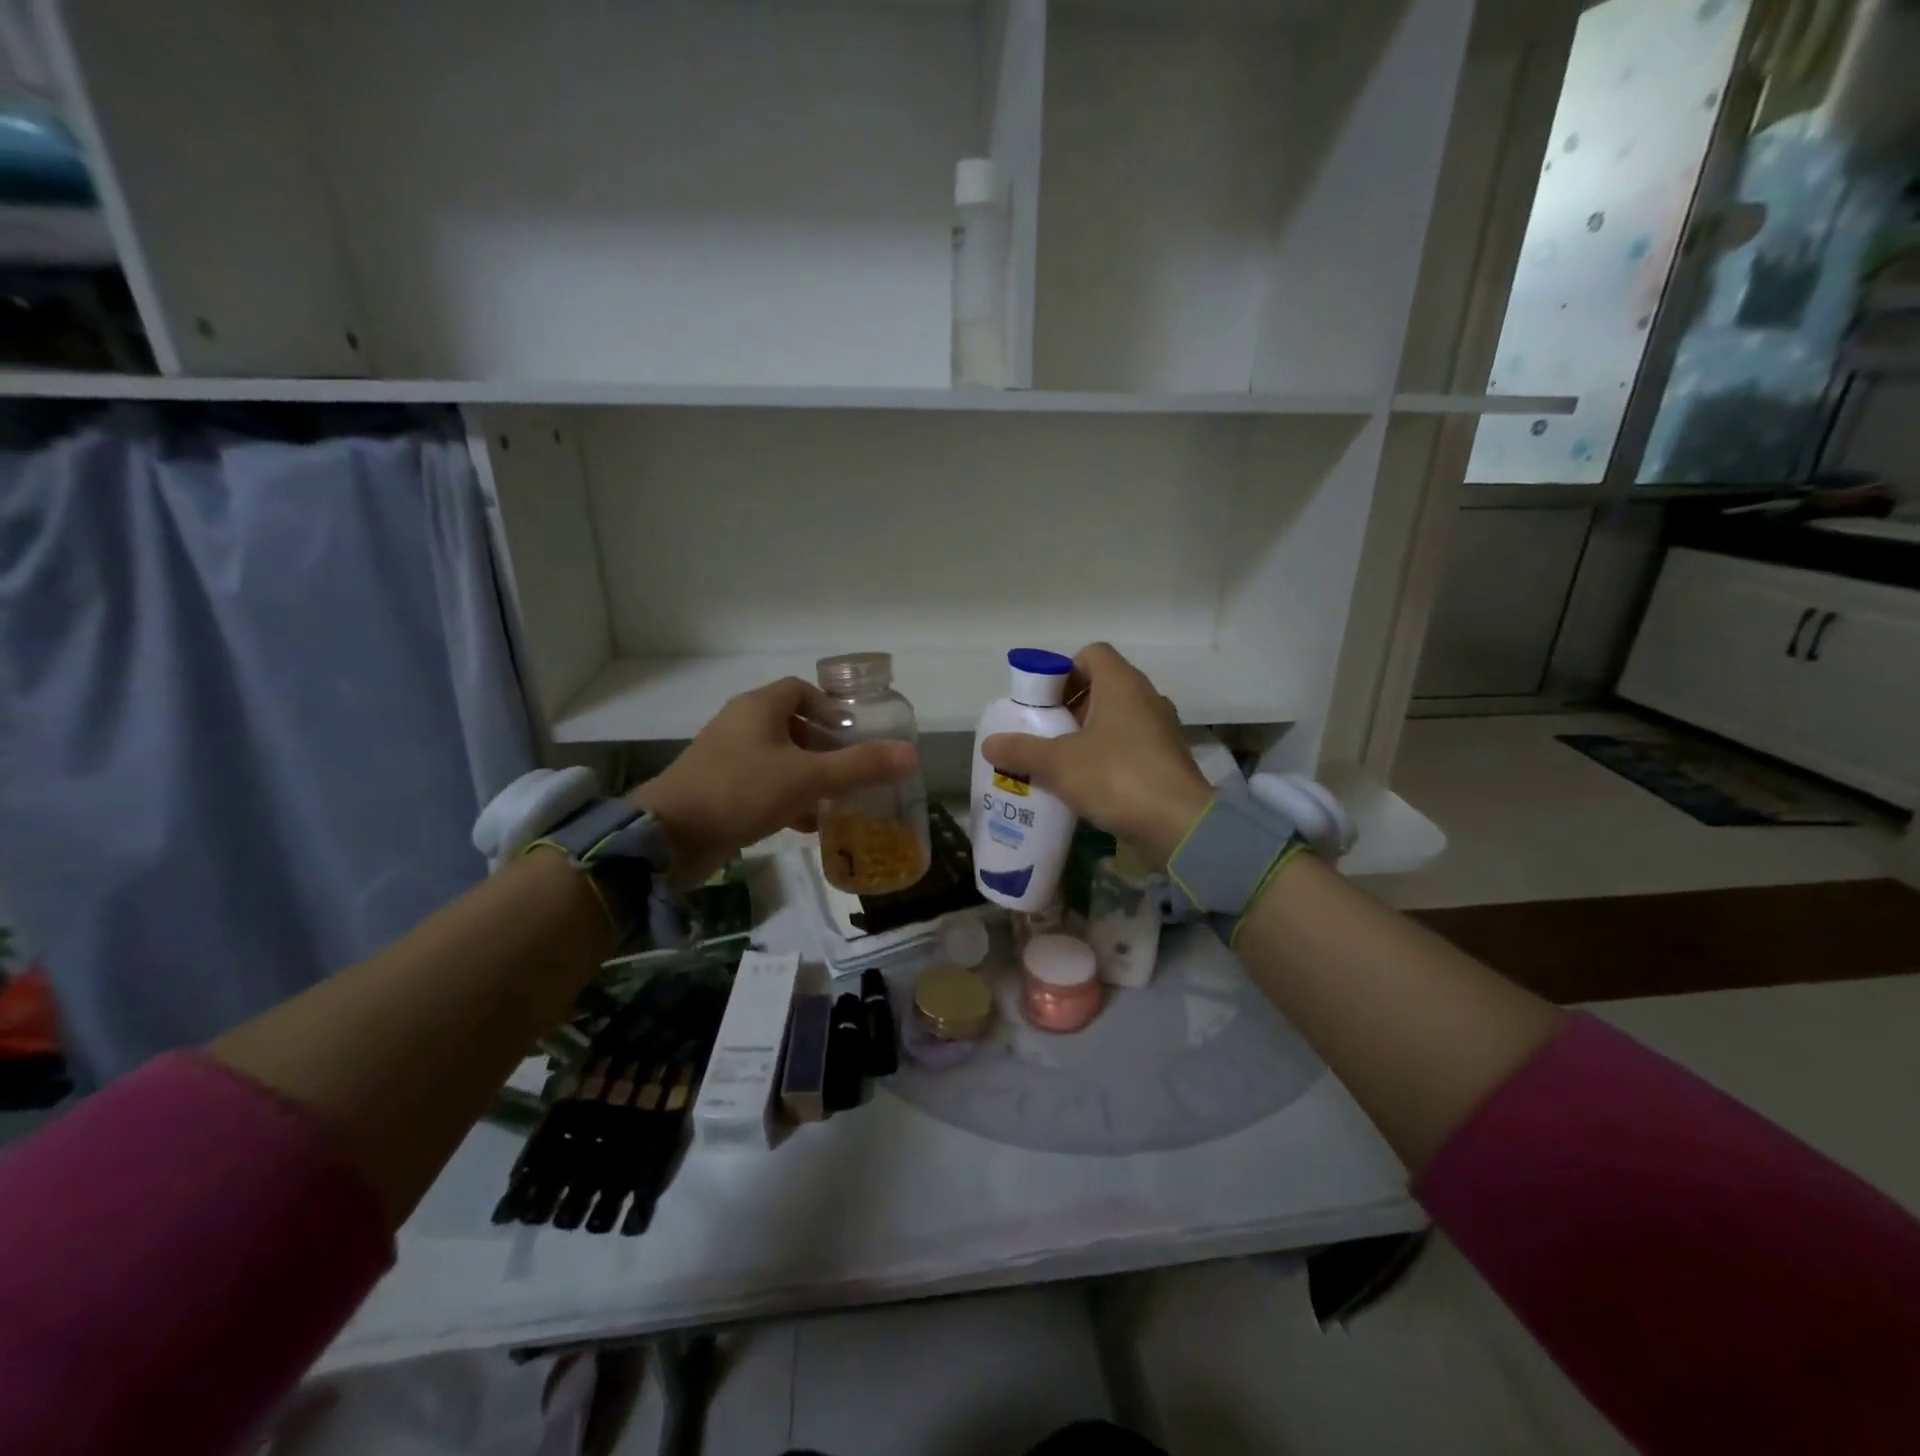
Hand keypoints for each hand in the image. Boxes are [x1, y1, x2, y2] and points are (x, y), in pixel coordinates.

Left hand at [631, 677, 916, 884]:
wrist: (669, 837)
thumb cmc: (740, 792)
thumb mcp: (807, 778)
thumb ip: (859, 766)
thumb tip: (911, 755)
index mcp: (759, 708)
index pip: (800, 690)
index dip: (830, 707)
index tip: (853, 734)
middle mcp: (740, 725)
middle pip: (791, 725)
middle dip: (824, 747)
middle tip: (851, 770)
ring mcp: (725, 758)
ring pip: (778, 758)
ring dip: (807, 776)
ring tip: (835, 800)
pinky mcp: (718, 789)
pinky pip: (761, 784)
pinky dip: (785, 798)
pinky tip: (804, 824)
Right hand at [980, 643, 1212, 864]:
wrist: (1179, 825)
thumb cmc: (1116, 777)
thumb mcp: (1058, 763)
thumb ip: (1021, 750)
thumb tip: (988, 743)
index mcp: (1122, 684)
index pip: (1091, 654)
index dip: (1063, 670)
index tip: (1043, 700)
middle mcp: (1146, 698)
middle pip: (1102, 687)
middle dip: (1069, 706)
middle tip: (1044, 732)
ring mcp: (1161, 729)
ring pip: (1116, 719)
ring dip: (1087, 734)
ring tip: (1059, 761)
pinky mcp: (1166, 760)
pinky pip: (1130, 745)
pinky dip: (1107, 756)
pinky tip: (1086, 784)